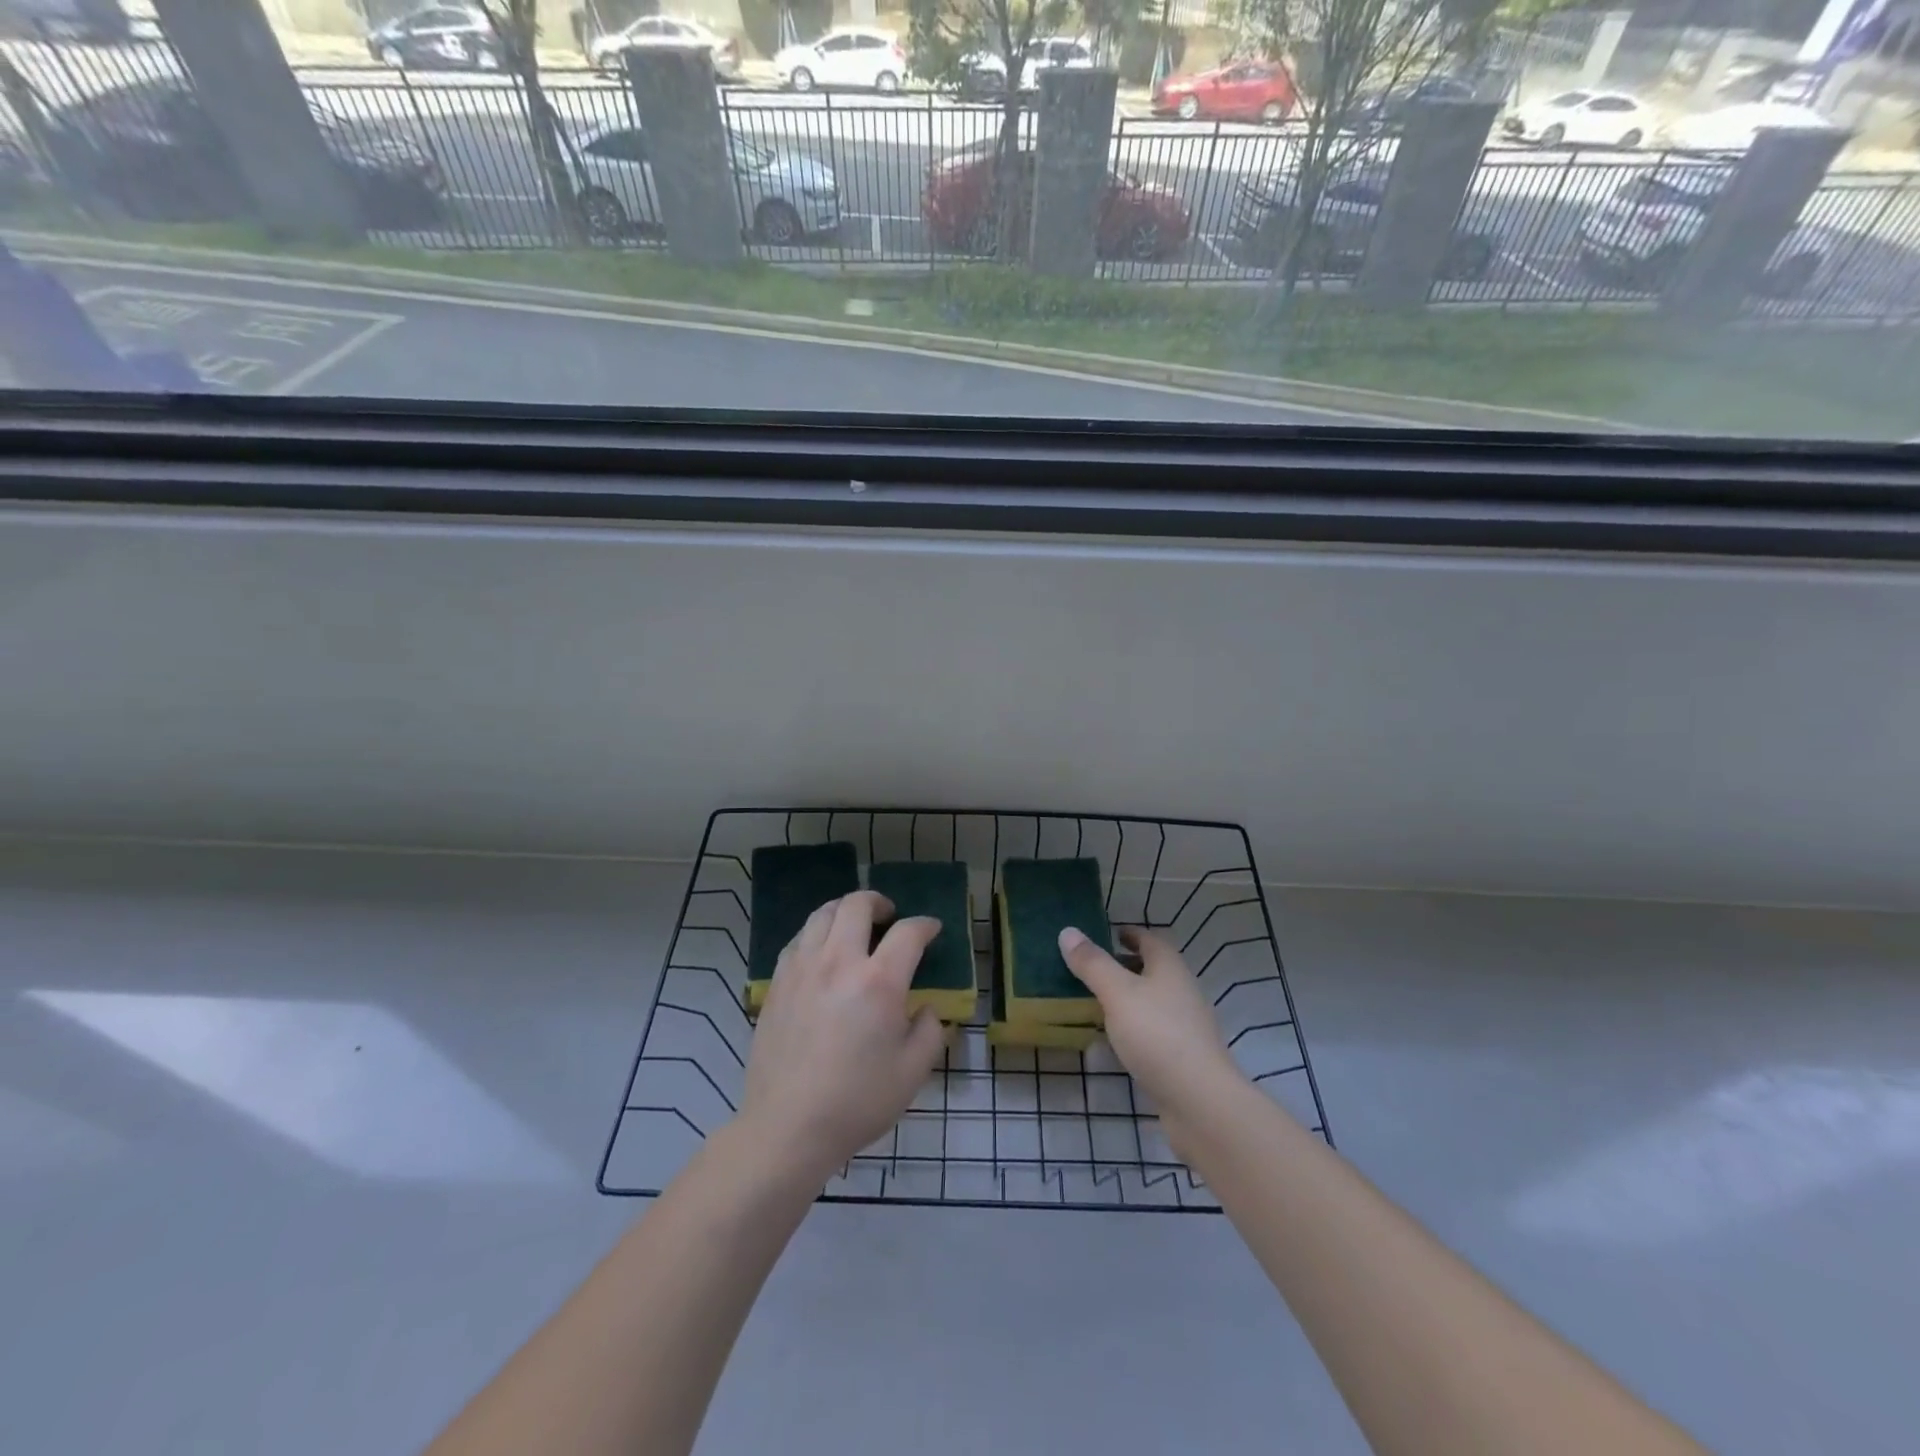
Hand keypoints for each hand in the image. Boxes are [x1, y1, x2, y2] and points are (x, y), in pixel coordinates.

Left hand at [739, 891, 946, 1185]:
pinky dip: (817, 934)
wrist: (788, 1127)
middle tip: (889, 916)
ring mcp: (802, 969)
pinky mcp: (777, 983)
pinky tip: (822, 953)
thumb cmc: (857, 1102)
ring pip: (822, 914)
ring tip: (854, 927)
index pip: (908, 932)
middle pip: (858, 905)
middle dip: (879, 902)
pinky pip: (798, 939)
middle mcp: (839, 962)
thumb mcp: (913, 1072)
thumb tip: (925, 1008)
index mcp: (878, 982)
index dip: (925, 925)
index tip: (931, 930)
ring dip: (845, 911)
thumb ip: (930, 1031)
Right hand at [1058, 925, 1245, 1138]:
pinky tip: (1114, 1040)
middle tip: (1091, 968)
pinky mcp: (1181, 1057)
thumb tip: (1068, 931)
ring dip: (1128, 998)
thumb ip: (1092, 964)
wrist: (1200, 1102)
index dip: (1129, 934)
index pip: (1150, 940)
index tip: (1106, 933)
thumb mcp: (1117, 993)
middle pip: (1152, 970)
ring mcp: (1185, 1026)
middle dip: (1125, 966)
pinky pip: (1152, 1031)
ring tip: (1094, 1002)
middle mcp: (1182, 991)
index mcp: (1170, 968)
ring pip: (1152, 1001)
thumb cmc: (1157, 1035)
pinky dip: (1133, 1027)